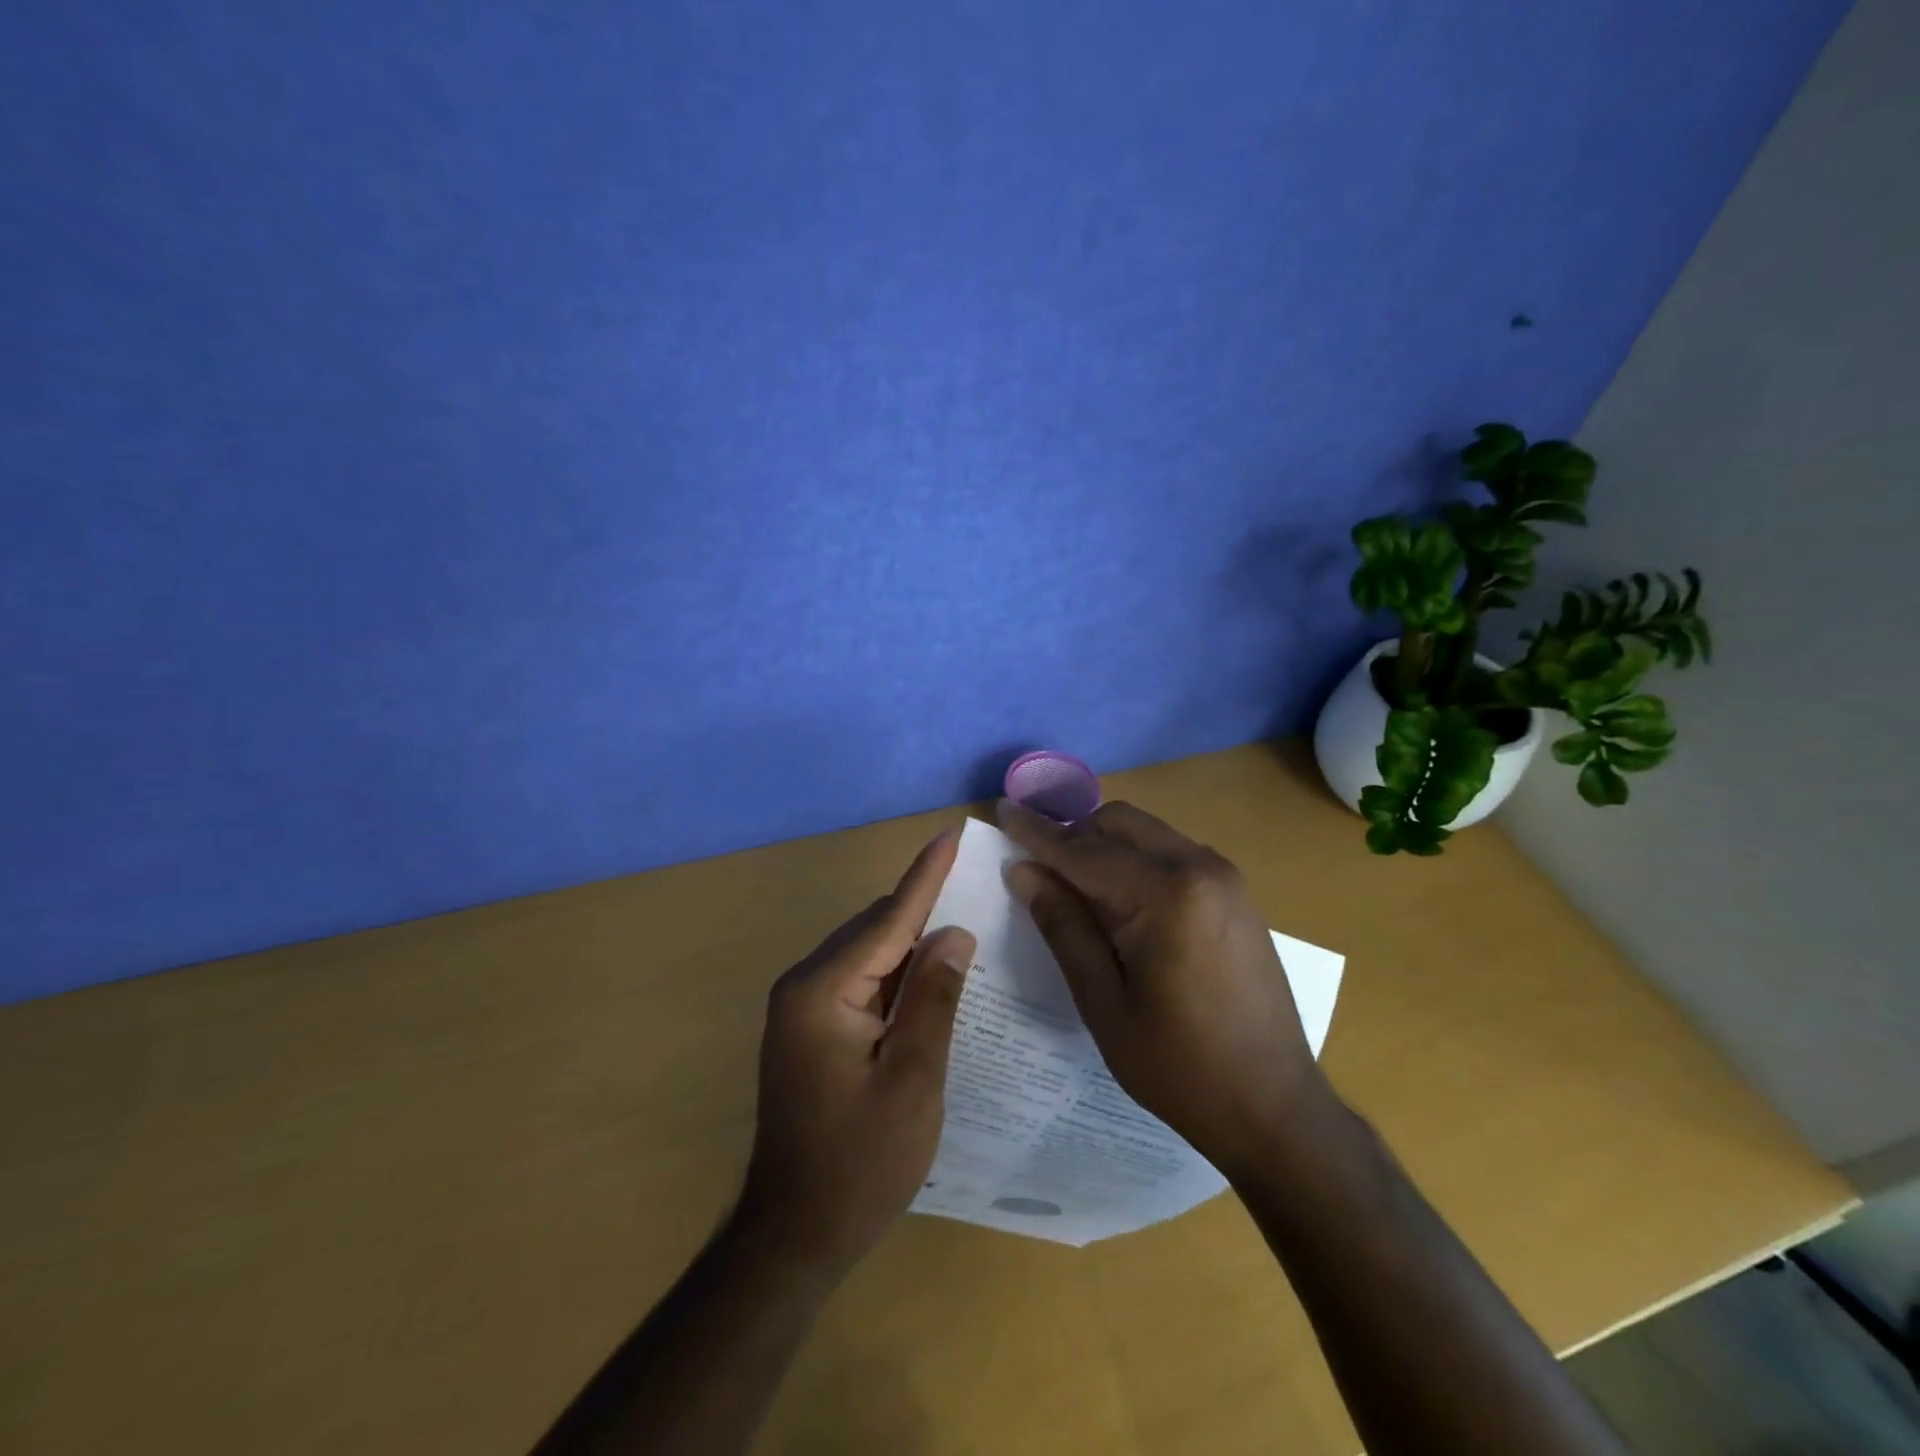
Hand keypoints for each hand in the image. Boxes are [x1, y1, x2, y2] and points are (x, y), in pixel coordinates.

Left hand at [734, 831, 975, 1277]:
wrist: (794, 1235)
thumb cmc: (860, 1163)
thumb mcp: (912, 1080)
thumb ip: (934, 998)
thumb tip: (954, 932)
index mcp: (823, 990)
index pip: (888, 917)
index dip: (926, 874)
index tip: (952, 831)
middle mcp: (804, 984)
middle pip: (876, 929)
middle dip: (925, 909)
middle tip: (978, 889)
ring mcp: (803, 1007)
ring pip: (869, 953)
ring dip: (912, 943)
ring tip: (965, 930)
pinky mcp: (810, 1027)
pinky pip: (861, 980)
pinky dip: (896, 974)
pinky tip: (930, 978)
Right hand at [995, 798, 1323, 1178]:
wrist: (1275, 1107)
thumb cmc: (1179, 1067)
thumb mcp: (1103, 1002)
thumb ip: (1063, 926)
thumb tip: (1023, 872)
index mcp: (1167, 895)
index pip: (1085, 851)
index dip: (1037, 833)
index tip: (1002, 811)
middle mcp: (1201, 868)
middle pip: (1120, 823)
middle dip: (1073, 836)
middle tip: (1036, 868)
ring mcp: (1225, 878)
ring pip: (1146, 834)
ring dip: (1104, 847)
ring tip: (1073, 889)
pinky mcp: (1235, 894)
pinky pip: (1171, 854)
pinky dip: (1135, 861)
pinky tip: (1120, 903)